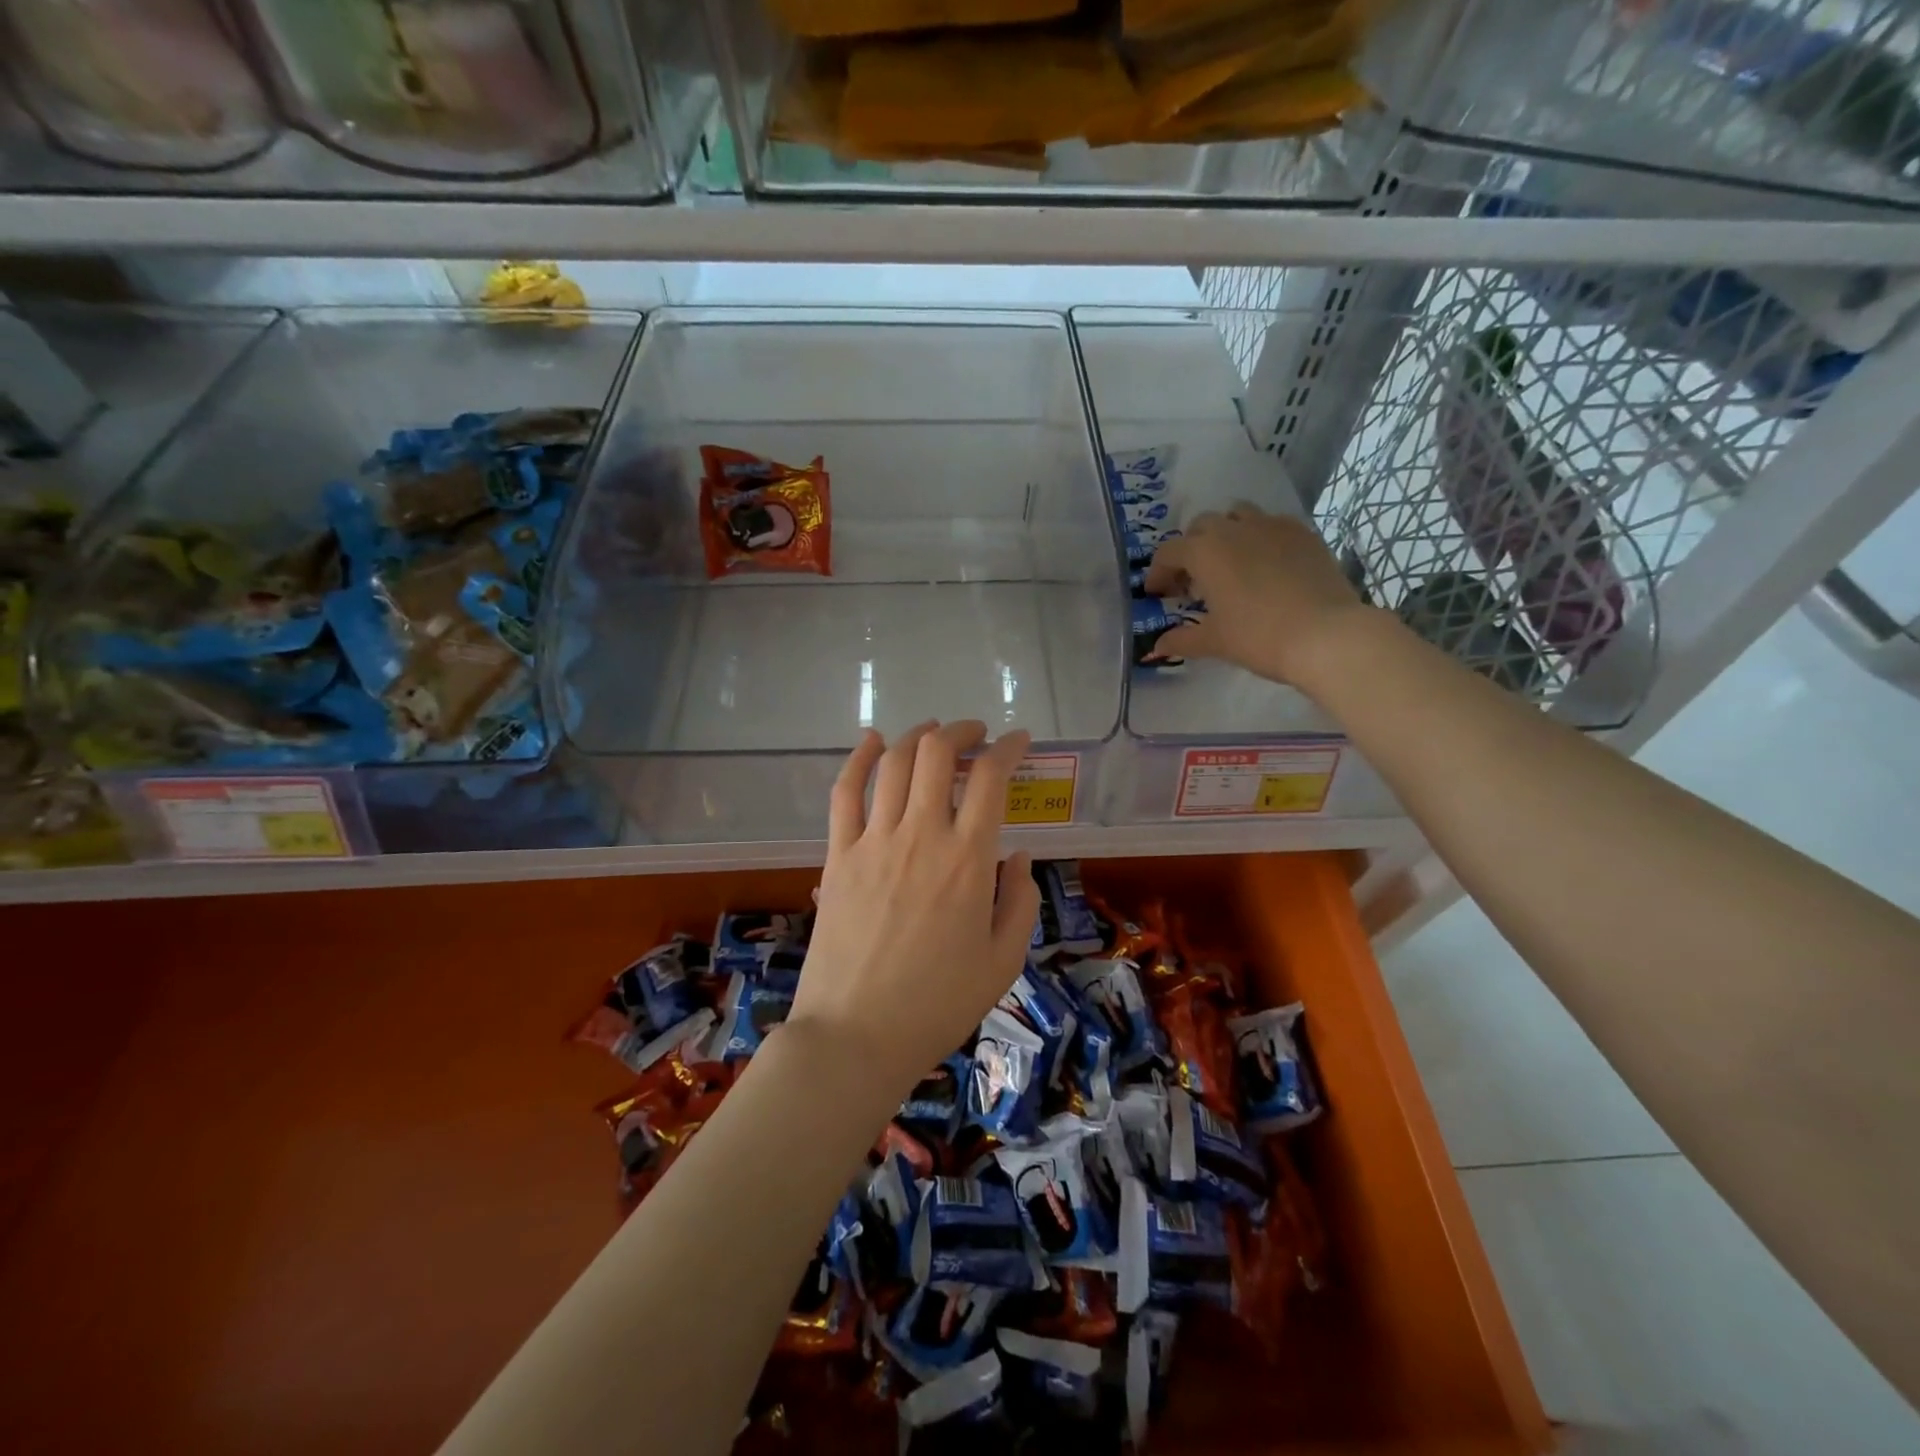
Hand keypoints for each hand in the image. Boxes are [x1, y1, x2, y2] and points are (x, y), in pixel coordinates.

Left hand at [789, 721, 1041, 1097]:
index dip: (1009, 748)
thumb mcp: (1003, 961)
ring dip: (918, 737)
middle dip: (961, 731)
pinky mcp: (838, 855)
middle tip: (976, 735)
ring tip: (934, 734)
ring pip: (894, 763)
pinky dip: (859, 758)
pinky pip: (845, 792)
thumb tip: (1017, 856)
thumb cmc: (938, 1005)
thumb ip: (1020, 901)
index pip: (990, 777)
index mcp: (968, 859)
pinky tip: (872, 740)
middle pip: (937, 753)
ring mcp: (873, 841)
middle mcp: (921, 834)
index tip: (1019, 742)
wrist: (856, 1035)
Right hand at [1143, 504, 1370, 690]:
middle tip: (1193, 581)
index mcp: (1205, 552)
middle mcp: (1234, 529)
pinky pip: (1272, 524)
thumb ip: (1181, 639)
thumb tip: (1156, 646)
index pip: (1169, 552)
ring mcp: (1273, 526)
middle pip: (1202, 526)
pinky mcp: (1304, 533)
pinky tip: (1266, 565)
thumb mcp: (1214, 641)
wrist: (1325, 635)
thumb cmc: (1258, 637)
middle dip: (1191, 549)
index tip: (1157, 594)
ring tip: (1230, 564)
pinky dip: (1260, 538)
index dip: (1158, 573)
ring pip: (1238, 515)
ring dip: (1226, 533)